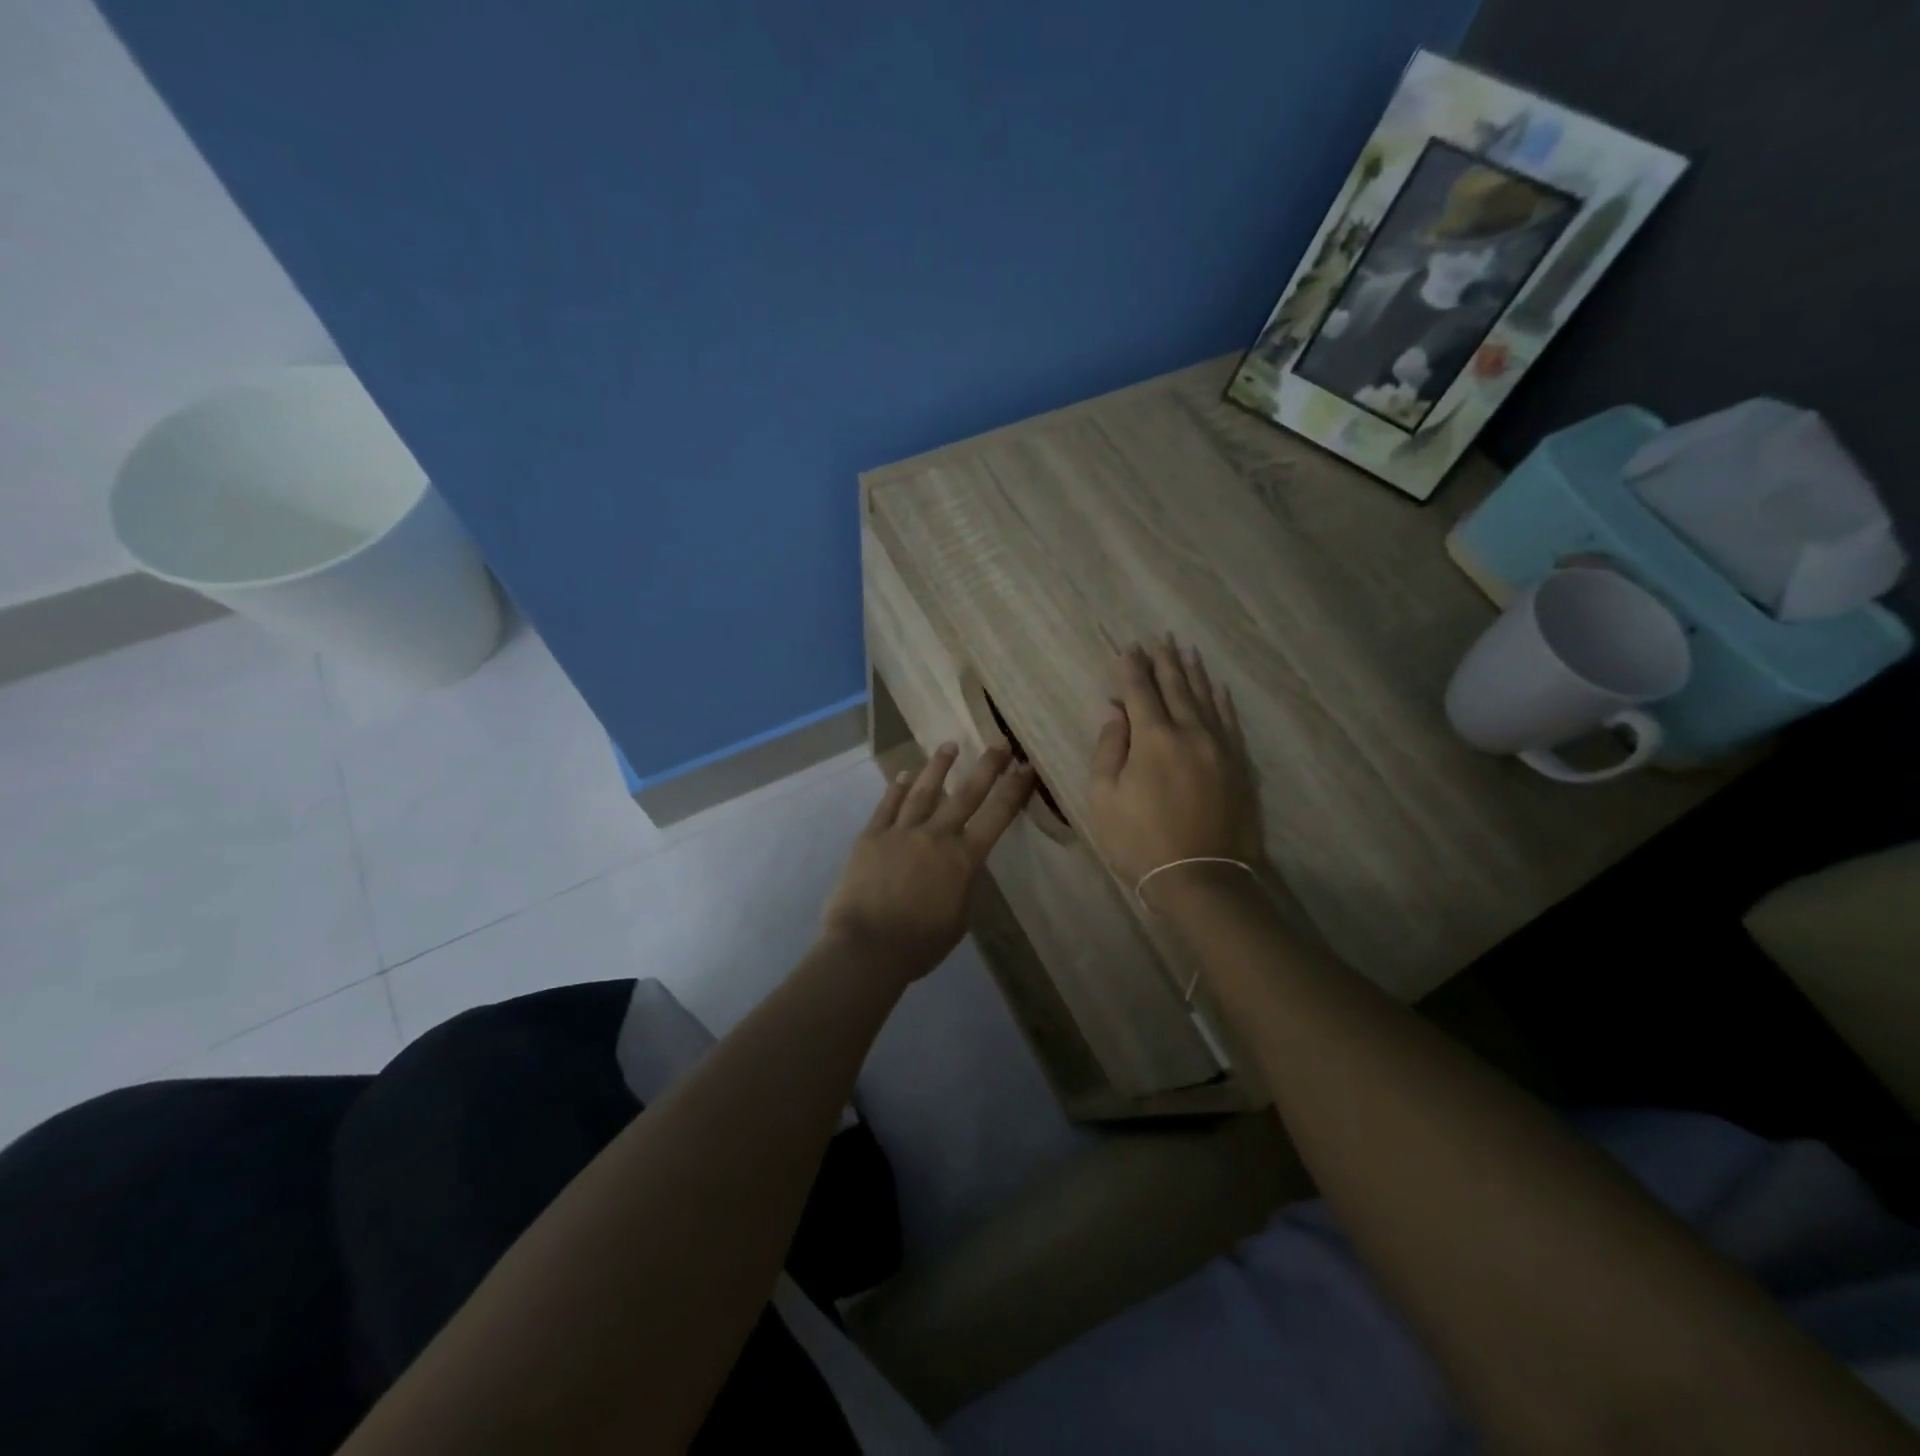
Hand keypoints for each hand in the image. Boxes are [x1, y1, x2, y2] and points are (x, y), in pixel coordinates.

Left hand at [822, 744, 1033, 984]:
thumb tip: (959, 866)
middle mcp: (936, 836)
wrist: (867, 947)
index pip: (997, 817)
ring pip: (923, 791)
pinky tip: (903, 774)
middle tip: (999, 744)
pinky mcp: (871, 836)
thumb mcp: (958, 918)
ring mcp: (901, 832)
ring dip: (938, 767)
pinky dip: (896, 788)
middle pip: (965, 794)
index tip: (1026, 768)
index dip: (1014, 790)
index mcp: (963, 859)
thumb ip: (962, 885)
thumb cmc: (919, 944)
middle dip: (986, 767)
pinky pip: (887, 806)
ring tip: (949, 746)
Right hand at [1084, 638, 1266, 903]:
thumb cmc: (1140, 841)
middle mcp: (1190, 732)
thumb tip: (1114, 712)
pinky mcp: (1238, 764)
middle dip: (1164, 662)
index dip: (1131, 668)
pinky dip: (1221, 700)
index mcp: (1153, 738)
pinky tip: (1217, 687)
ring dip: (1193, 673)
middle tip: (1158, 639)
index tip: (1127, 648)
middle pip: (1175, 687)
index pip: (1140, 691)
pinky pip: (1229, 721)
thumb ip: (1108, 749)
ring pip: (1205, 698)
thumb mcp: (1104, 798)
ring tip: (1185, 650)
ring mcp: (1219, 747)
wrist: (1201, 877)